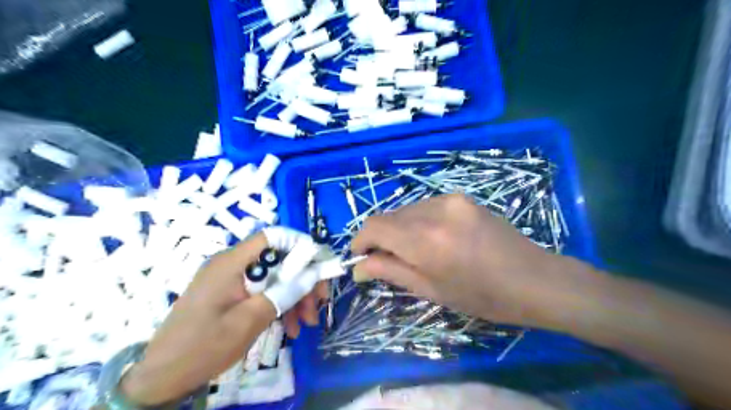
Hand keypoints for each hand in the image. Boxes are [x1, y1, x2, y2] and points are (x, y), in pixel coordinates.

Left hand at [122, 232, 325, 404]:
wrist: (161, 378)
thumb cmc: (203, 347)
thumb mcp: (250, 320)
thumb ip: (284, 293)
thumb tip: (314, 273)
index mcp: (232, 262)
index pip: (273, 237)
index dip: (300, 245)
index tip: (320, 266)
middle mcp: (232, 264)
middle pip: (278, 259)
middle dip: (302, 280)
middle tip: (318, 304)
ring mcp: (231, 279)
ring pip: (274, 277)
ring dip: (294, 297)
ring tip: (305, 324)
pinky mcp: (231, 294)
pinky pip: (262, 291)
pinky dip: (278, 305)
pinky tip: (289, 327)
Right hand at [351, 193, 596, 327]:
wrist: (534, 279)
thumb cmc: (482, 297)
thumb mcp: (432, 290)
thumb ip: (390, 272)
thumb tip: (358, 268)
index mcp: (425, 239)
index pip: (375, 226)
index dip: (360, 240)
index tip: (359, 257)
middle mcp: (434, 211)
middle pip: (388, 216)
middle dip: (379, 237)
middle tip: (384, 260)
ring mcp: (450, 200)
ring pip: (406, 210)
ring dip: (398, 229)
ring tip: (411, 251)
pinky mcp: (462, 198)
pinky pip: (425, 206)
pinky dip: (417, 221)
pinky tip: (432, 239)